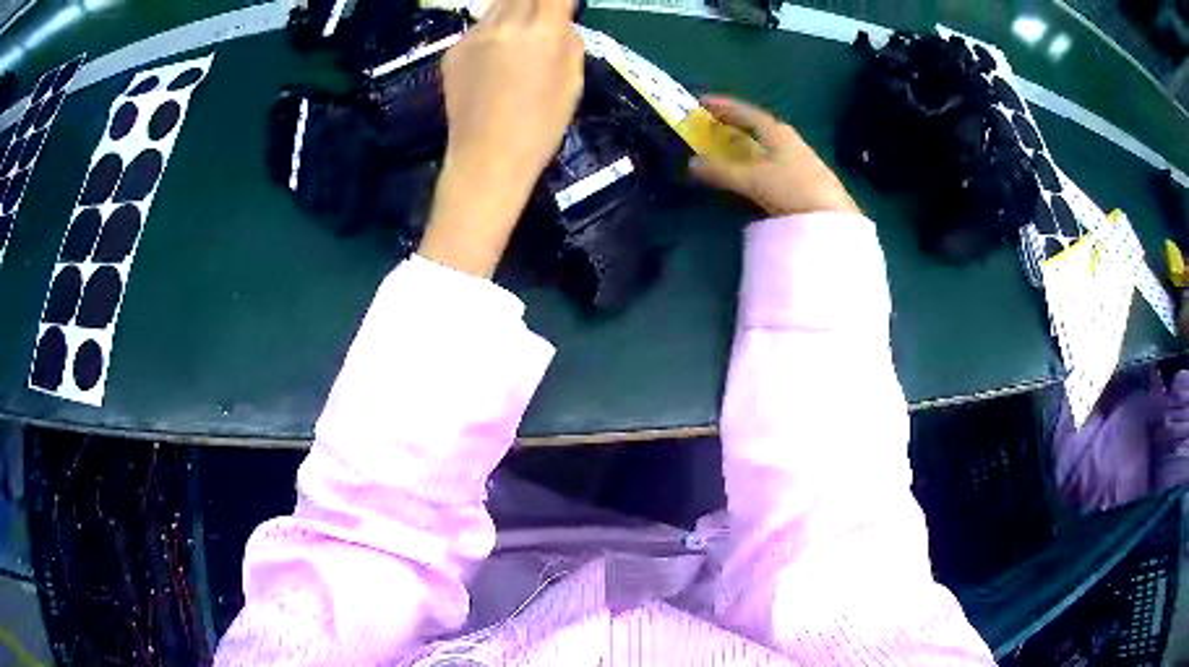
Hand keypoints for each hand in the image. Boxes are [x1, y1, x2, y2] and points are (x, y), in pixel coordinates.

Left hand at [419, 0, 583, 276]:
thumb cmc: (540, 127)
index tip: (562, 4)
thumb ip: (569, 43)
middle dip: (535, 1)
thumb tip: (561, 23)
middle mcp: (505, 24)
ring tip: (519, 33)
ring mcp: (473, 36)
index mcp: (542, 31)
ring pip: (497, 6)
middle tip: (540, 17)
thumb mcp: (572, 84)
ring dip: (513, 9)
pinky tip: (494, 59)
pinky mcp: (452, 51)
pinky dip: (491, 33)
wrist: (485, 158)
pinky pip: (478, 29)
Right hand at [690, 96, 859, 217]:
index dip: (722, 105)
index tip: (700, 101)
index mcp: (775, 131)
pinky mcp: (804, 175)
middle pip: (756, 125)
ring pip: (765, 142)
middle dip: (732, 122)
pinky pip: (772, 158)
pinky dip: (755, 157)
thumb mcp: (752, 179)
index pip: (744, 111)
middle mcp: (787, 138)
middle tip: (711, 122)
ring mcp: (798, 157)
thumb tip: (692, 163)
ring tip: (726, 145)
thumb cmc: (792, 189)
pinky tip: (751, 167)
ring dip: (744, 140)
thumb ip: (721, 171)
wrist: (832, 219)